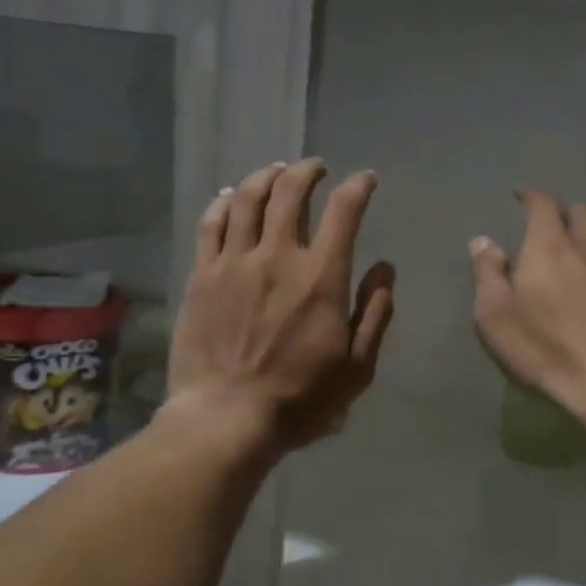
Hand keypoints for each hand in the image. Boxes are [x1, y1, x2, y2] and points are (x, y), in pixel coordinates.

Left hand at [168, 158, 395, 452]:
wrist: (227, 417)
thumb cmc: (300, 398)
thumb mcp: (357, 367)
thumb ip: (375, 314)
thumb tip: (385, 270)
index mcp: (321, 277)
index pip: (344, 211)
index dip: (359, 187)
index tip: (366, 180)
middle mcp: (277, 256)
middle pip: (291, 192)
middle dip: (308, 171)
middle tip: (316, 168)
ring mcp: (233, 263)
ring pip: (247, 199)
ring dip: (265, 176)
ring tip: (276, 171)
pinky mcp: (201, 276)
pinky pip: (210, 224)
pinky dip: (223, 202)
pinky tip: (230, 196)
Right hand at [469, 190, 585, 419]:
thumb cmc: (546, 348)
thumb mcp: (496, 316)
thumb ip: (487, 274)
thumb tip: (483, 241)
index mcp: (549, 246)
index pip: (543, 204)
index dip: (531, 196)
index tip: (521, 196)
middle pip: (583, 211)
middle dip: (564, 212)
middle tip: (549, 228)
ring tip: (577, 252)